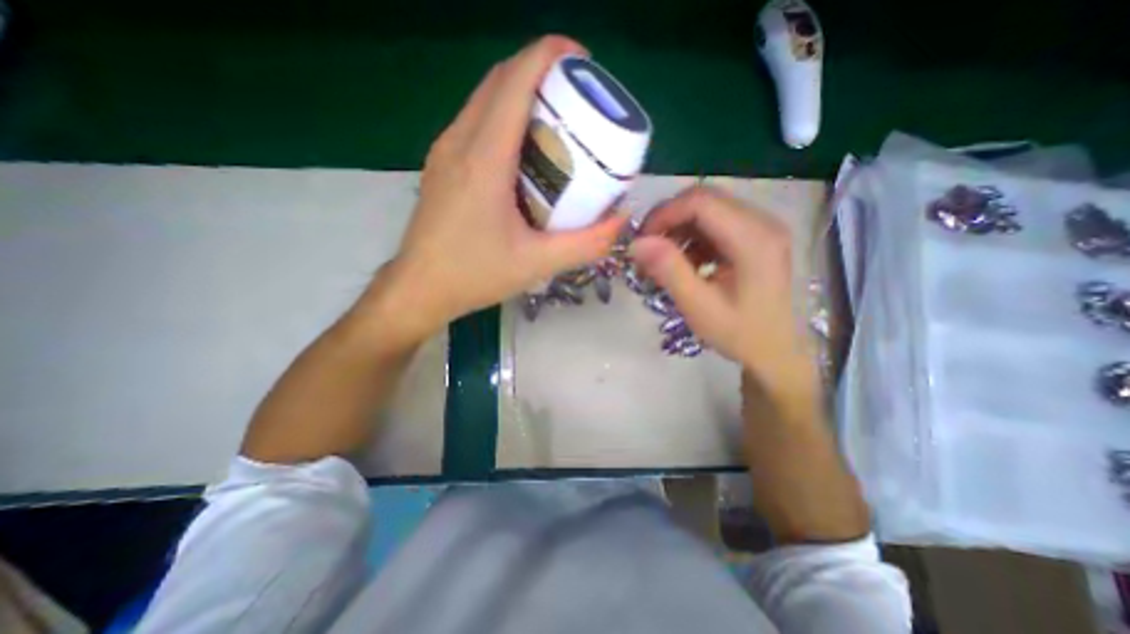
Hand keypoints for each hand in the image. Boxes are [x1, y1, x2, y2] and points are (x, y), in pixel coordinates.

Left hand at [375, 35, 626, 342]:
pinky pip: (475, 123)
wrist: (419, 289)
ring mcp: (445, 151)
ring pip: (485, 100)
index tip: (583, 62)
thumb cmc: (475, 275)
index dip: (550, 55)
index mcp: (484, 158)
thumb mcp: (538, 263)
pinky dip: (504, 118)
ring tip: (556, 121)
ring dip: (521, 95)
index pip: (515, 80)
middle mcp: (459, 142)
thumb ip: (586, 243)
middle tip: (577, 99)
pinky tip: (524, 151)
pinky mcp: (441, 166)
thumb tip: (620, 220)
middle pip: (499, 80)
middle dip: (541, 73)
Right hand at [632, 184, 816, 390]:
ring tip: (663, 258)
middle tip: (647, 248)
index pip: (701, 202)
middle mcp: (762, 222)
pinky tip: (686, 262)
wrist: (777, 351)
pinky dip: (692, 237)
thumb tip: (636, 243)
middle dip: (668, 219)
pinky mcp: (755, 236)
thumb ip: (669, 271)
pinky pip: (715, 223)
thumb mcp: (699, 307)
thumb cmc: (741, 334)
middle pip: (704, 199)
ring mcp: (761, 227)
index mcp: (754, 239)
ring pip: (708, 209)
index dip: (664, 214)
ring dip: (679, 229)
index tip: (641, 241)